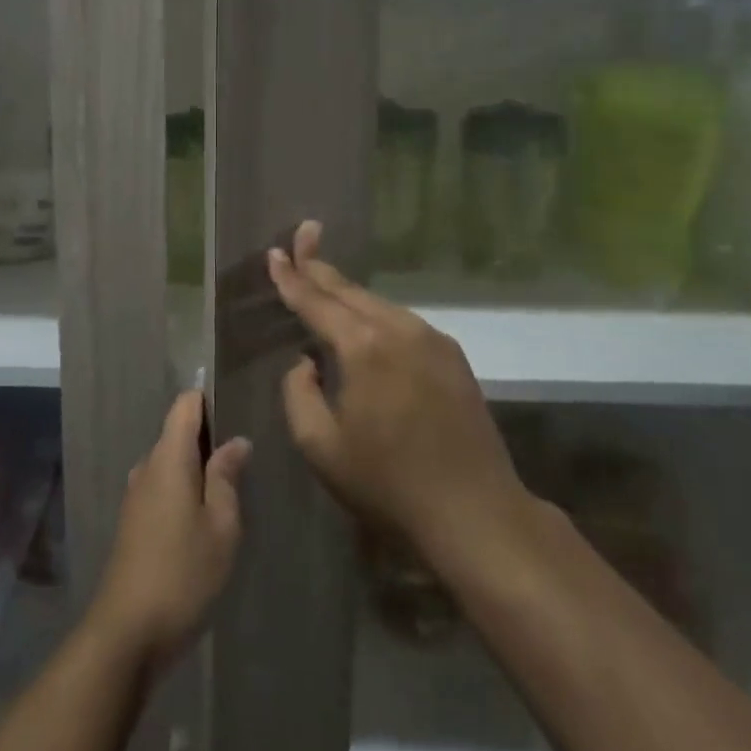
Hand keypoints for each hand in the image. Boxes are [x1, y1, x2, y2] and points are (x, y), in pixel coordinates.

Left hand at [87, 391, 251, 672]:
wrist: (127, 632)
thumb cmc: (183, 573)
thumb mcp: (221, 526)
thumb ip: (227, 478)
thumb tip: (236, 441)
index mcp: (168, 458)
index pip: (184, 405)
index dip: (208, 399)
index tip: (236, 406)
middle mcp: (146, 467)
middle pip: (177, 433)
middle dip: (209, 438)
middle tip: (246, 458)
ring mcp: (136, 495)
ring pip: (171, 464)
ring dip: (198, 469)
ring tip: (232, 488)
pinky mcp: (133, 522)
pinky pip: (162, 488)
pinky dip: (185, 491)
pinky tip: (206, 518)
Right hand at [268, 221, 535, 572]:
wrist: (475, 513)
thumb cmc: (387, 483)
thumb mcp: (320, 446)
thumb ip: (299, 393)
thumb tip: (306, 362)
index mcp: (363, 347)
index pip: (316, 302)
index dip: (291, 278)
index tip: (274, 254)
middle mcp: (399, 330)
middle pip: (350, 291)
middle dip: (320, 267)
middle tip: (301, 238)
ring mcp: (432, 340)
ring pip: (378, 305)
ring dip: (348, 293)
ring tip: (324, 279)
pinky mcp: (453, 357)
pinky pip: (402, 323)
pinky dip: (375, 314)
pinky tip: (366, 322)